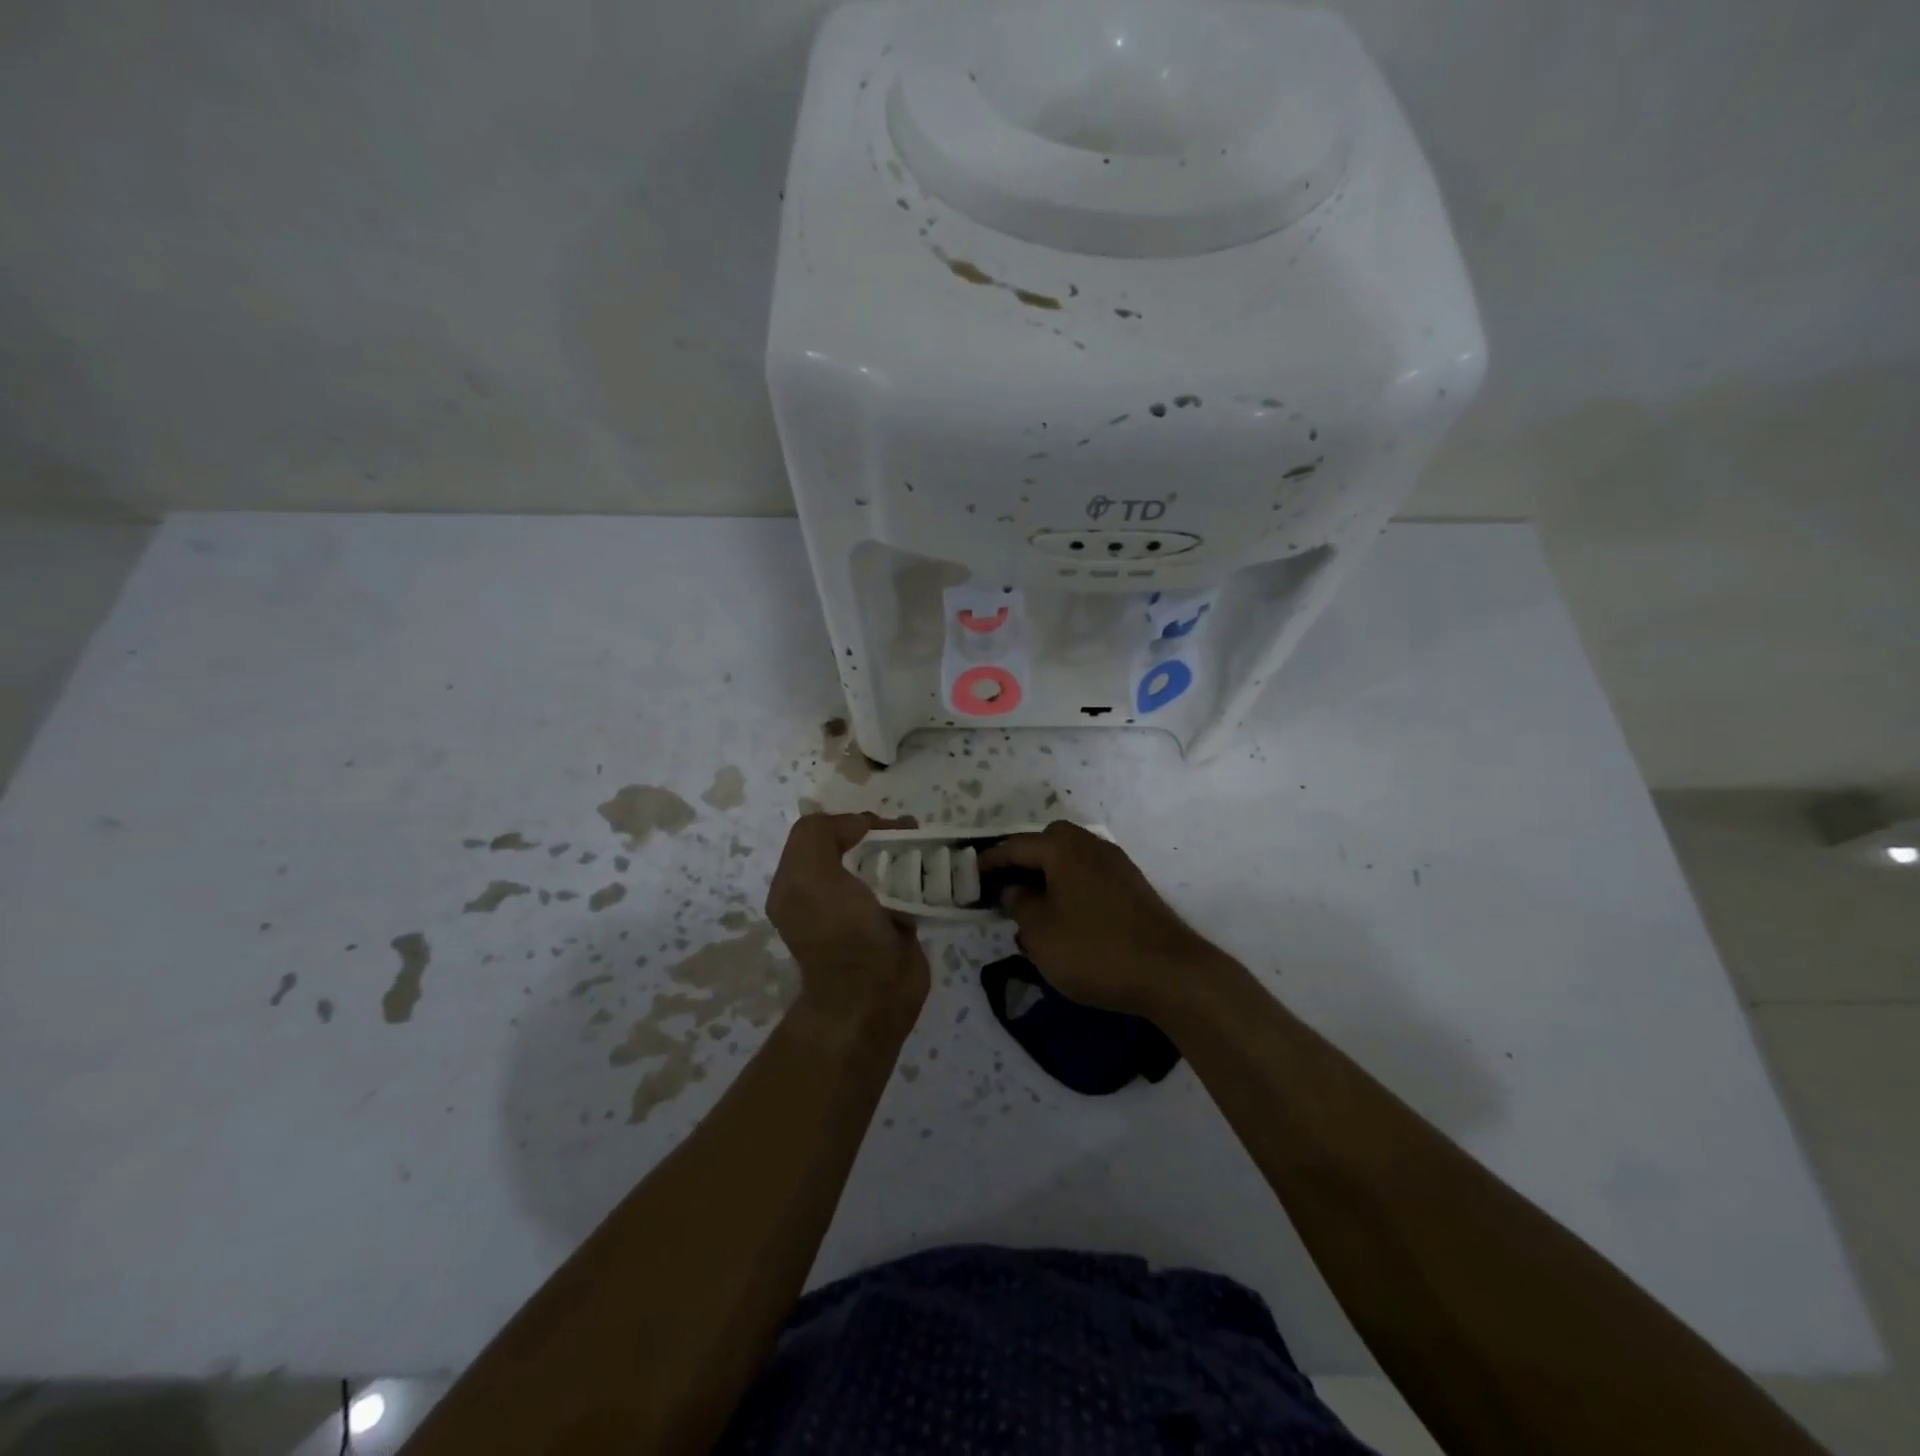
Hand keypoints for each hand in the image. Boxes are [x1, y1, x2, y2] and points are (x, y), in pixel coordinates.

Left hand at [766, 813, 929, 1033]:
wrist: (873, 996)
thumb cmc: (841, 933)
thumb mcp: (811, 876)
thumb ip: (819, 835)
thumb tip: (860, 825)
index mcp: (797, 882)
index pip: (819, 833)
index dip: (848, 821)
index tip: (877, 826)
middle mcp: (824, 894)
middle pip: (854, 847)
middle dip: (883, 834)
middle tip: (910, 830)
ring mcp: (859, 910)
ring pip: (882, 865)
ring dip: (905, 851)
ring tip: (927, 845)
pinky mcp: (891, 923)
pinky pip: (904, 888)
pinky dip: (919, 875)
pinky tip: (935, 868)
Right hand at [978, 821, 1221, 1018]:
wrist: (1170, 972)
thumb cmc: (1094, 949)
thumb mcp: (1041, 931)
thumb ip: (1020, 904)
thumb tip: (1015, 889)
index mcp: (1064, 848)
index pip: (1016, 846)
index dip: (989, 861)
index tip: (969, 877)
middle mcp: (1092, 846)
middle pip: (1047, 845)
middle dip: (1023, 864)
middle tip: (1003, 890)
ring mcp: (1117, 866)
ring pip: (1070, 863)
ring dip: (1047, 880)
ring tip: (1031, 912)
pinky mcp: (1133, 890)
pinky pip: (1089, 880)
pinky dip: (1070, 892)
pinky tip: (1064, 924)